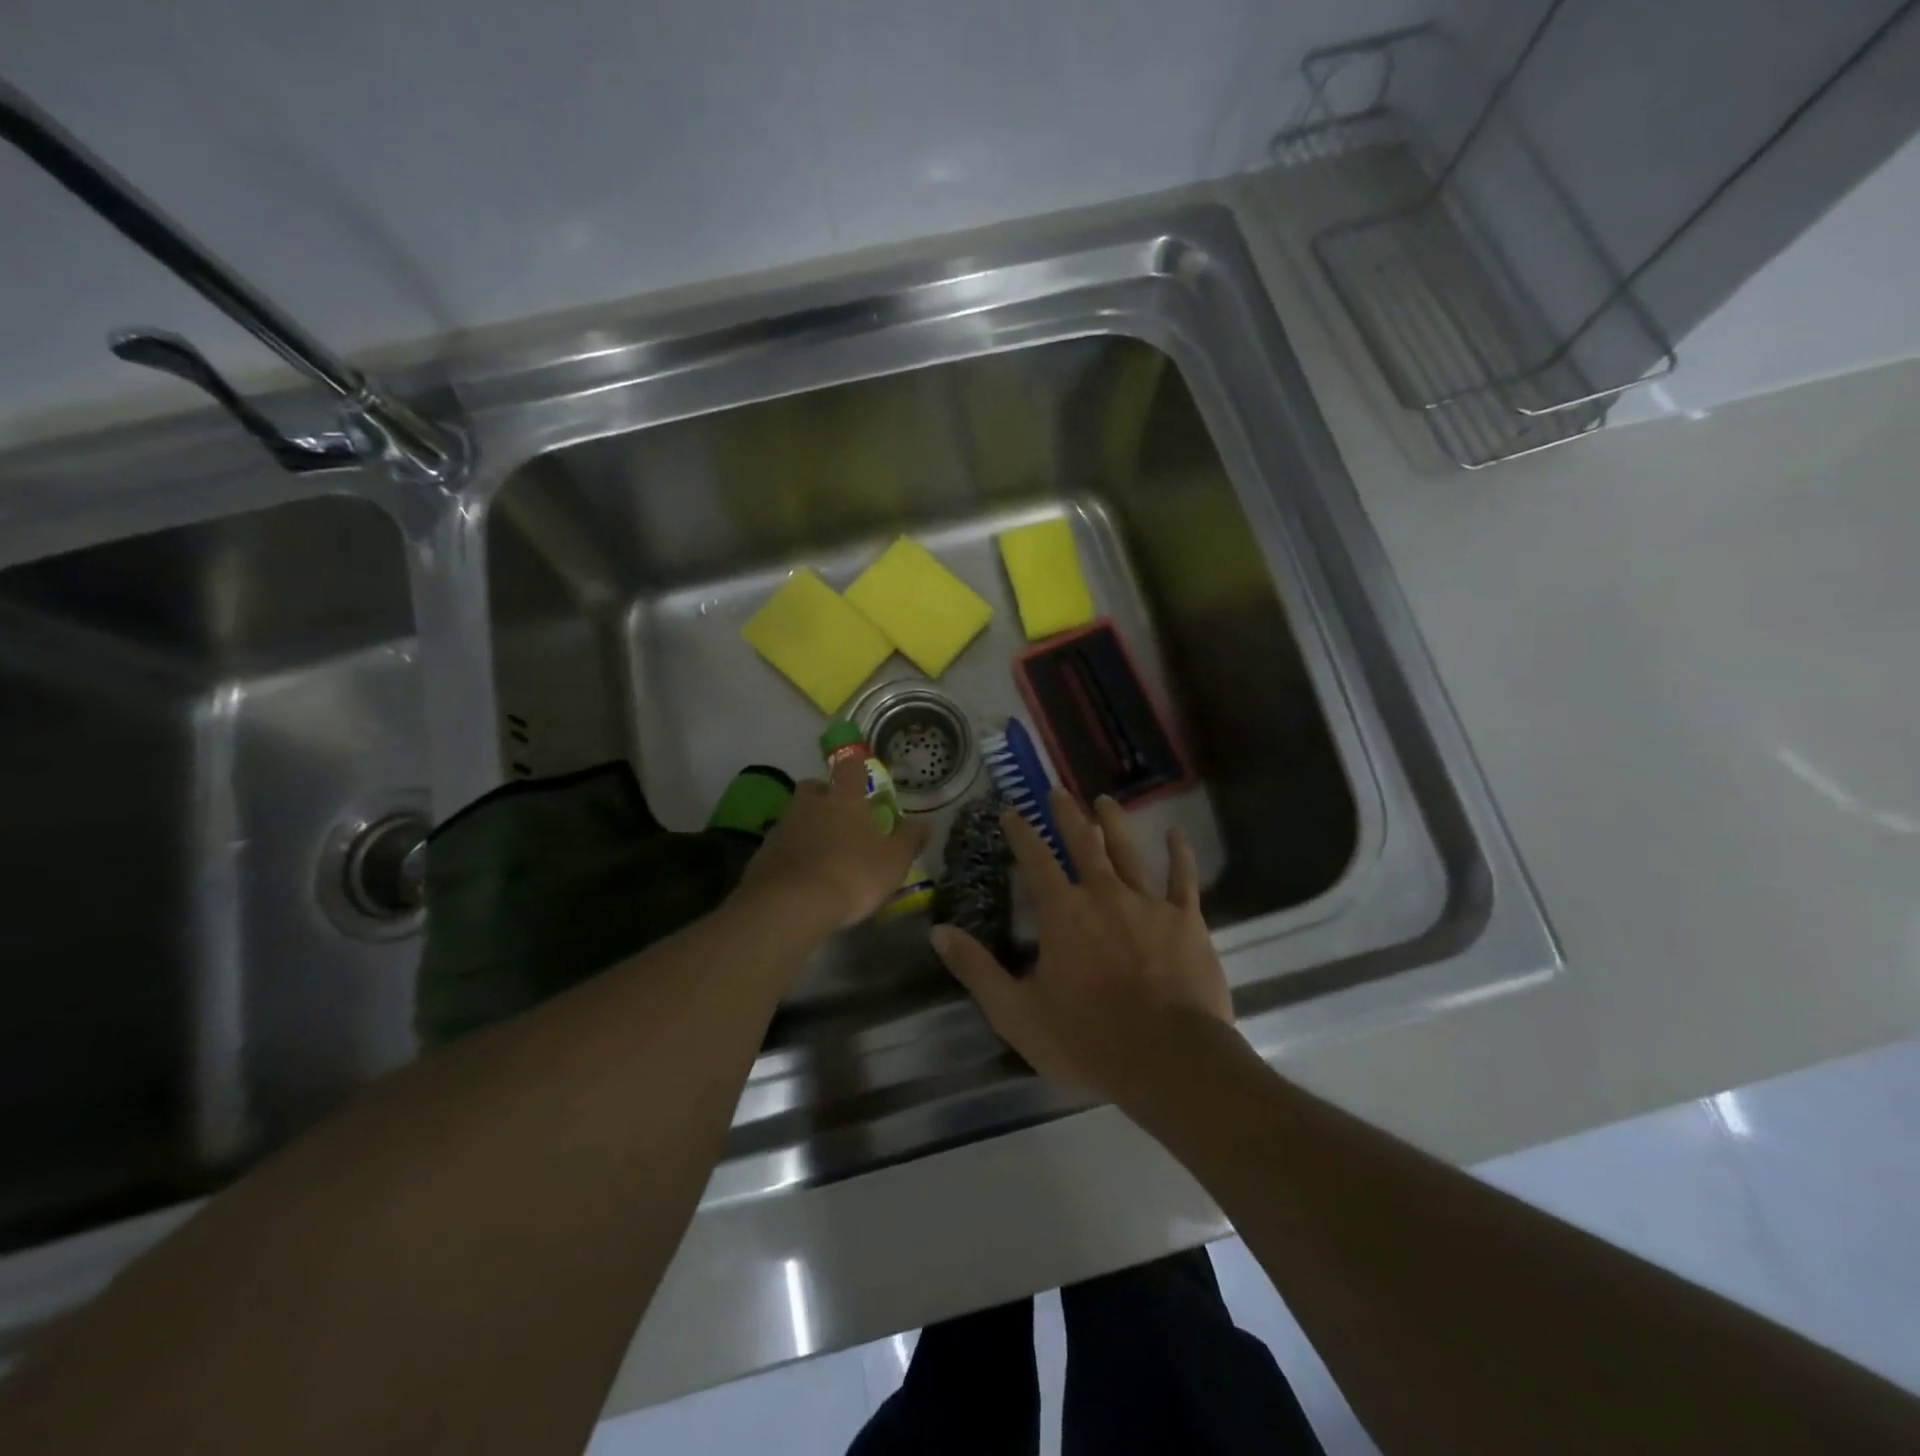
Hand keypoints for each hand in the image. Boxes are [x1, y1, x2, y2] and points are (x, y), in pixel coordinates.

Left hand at [738, 755, 930, 931]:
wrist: (790, 905)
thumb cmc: (852, 874)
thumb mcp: (894, 861)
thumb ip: (910, 839)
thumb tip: (924, 822)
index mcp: (844, 799)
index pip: (850, 768)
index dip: (856, 768)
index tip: (862, 776)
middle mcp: (810, 804)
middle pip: (814, 787)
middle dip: (825, 795)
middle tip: (840, 815)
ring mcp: (782, 827)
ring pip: (795, 816)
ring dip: (807, 826)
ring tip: (823, 851)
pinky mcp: (763, 854)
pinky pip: (782, 845)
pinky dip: (792, 854)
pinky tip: (803, 875)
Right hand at [930, 791, 1234, 1105]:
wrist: (1168, 1060)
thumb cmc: (1087, 1040)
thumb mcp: (1016, 1013)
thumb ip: (976, 969)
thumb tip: (937, 931)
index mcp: (1062, 913)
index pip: (1035, 859)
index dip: (1021, 832)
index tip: (1011, 810)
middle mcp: (1103, 894)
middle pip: (1083, 843)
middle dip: (1067, 814)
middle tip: (1058, 790)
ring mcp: (1148, 903)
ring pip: (1128, 851)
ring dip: (1114, 823)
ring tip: (1105, 800)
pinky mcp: (1186, 920)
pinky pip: (1183, 879)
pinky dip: (1179, 854)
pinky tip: (1176, 833)